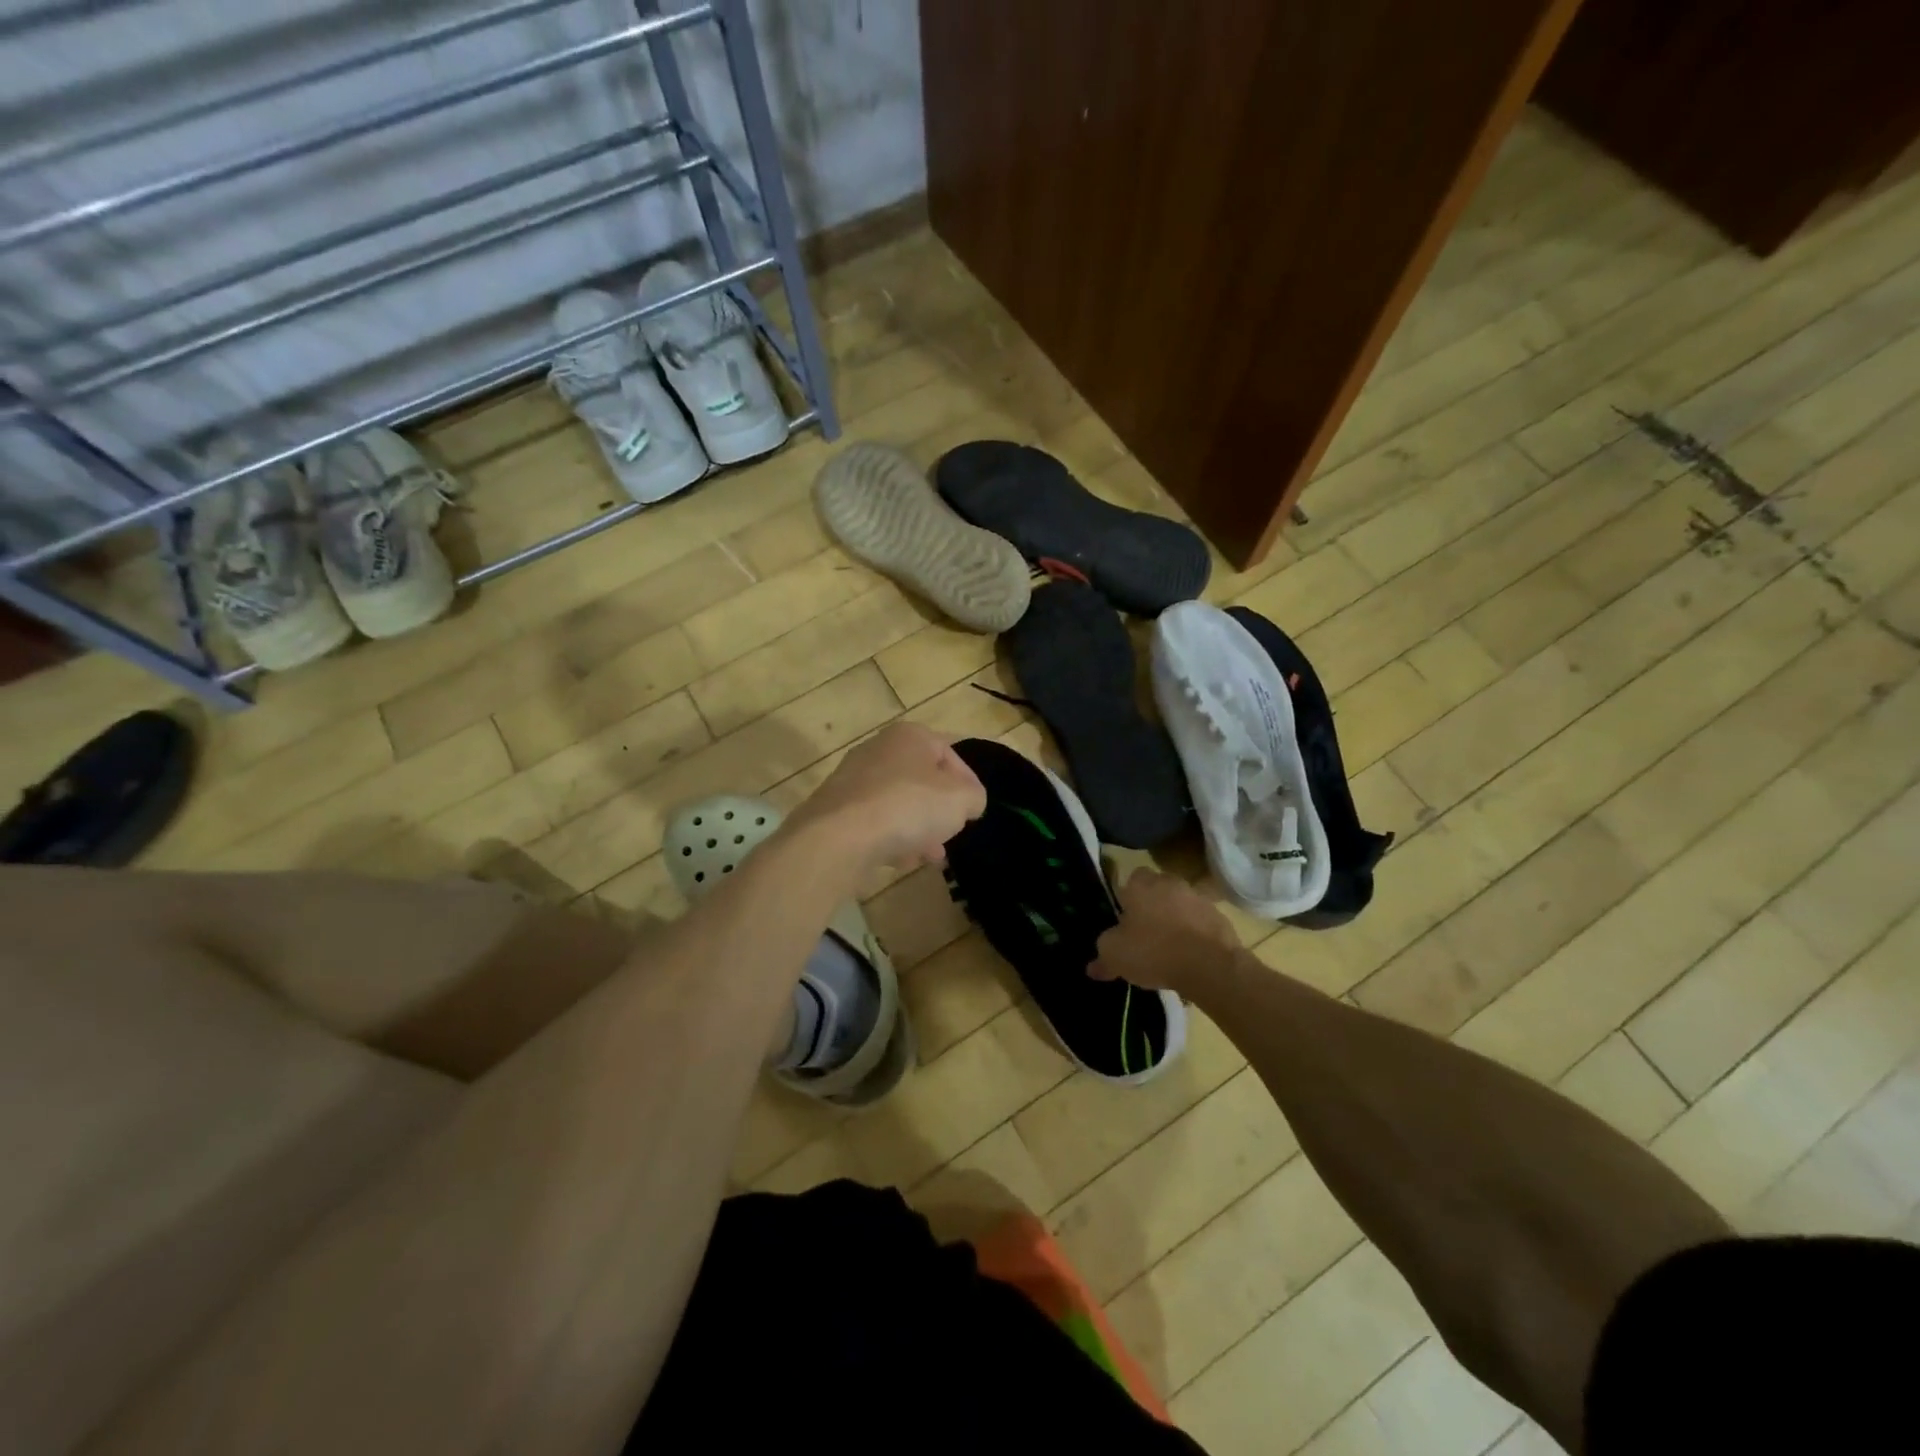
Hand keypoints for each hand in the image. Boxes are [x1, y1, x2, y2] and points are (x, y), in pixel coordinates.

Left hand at [784, 722, 986, 880]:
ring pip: (897, 803)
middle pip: (921, 779)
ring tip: (932, 855)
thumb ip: (973, 797)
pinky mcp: (836, 809)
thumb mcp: (960, 800)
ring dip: (917, 827)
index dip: (968, 783)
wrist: (838, 837)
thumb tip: (968, 802)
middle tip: (952, 833)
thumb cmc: (907, 807)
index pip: (949, 753)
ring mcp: (853, 779)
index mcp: (909, 736)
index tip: (974, 811)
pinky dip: (890, 838)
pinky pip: (874, 822)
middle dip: (939, 809)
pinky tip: (901, 860)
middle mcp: (878, 749)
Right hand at [1091, 868, 1240, 992]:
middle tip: (1145, 933)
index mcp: (1141, 885)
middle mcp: (1169, 883)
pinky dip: (1195, 934)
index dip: (1127, 897)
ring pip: (1180, 904)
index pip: (1130, 878)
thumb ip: (1102, 957)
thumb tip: (1093, 967)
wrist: (1210, 965)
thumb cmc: (1153, 951)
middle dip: (1152, 906)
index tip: (1124, 919)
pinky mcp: (1220, 917)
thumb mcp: (1115, 956)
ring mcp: (1198, 898)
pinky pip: (1200, 922)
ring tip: (1169, 948)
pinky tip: (1190, 956)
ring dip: (1175, 919)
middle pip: (1157, 889)